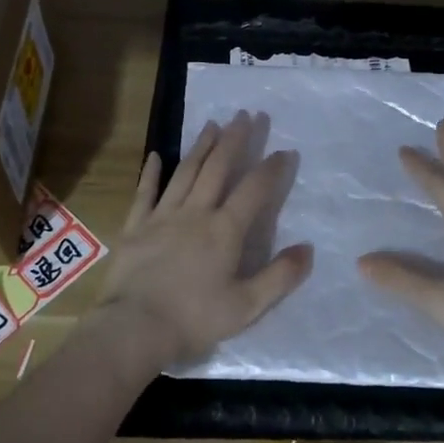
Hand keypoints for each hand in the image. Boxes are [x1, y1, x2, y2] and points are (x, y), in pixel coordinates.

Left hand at [97, 111, 314, 369]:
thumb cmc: (194, 320)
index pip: (254, 190)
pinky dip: (151, 173)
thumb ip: (280, 276)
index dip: (271, 169)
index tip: (284, 151)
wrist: (135, 327)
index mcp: (224, 231)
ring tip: (213, 124)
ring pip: (185, 173)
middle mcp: (195, 213)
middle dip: (235, 140)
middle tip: (247, 115)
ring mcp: (162, 216)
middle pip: (218, 168)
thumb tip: (308, 248)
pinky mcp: (135, 226)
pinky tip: (155, 156)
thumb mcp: (247, 306)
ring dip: (201, 147)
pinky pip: (145, 193)